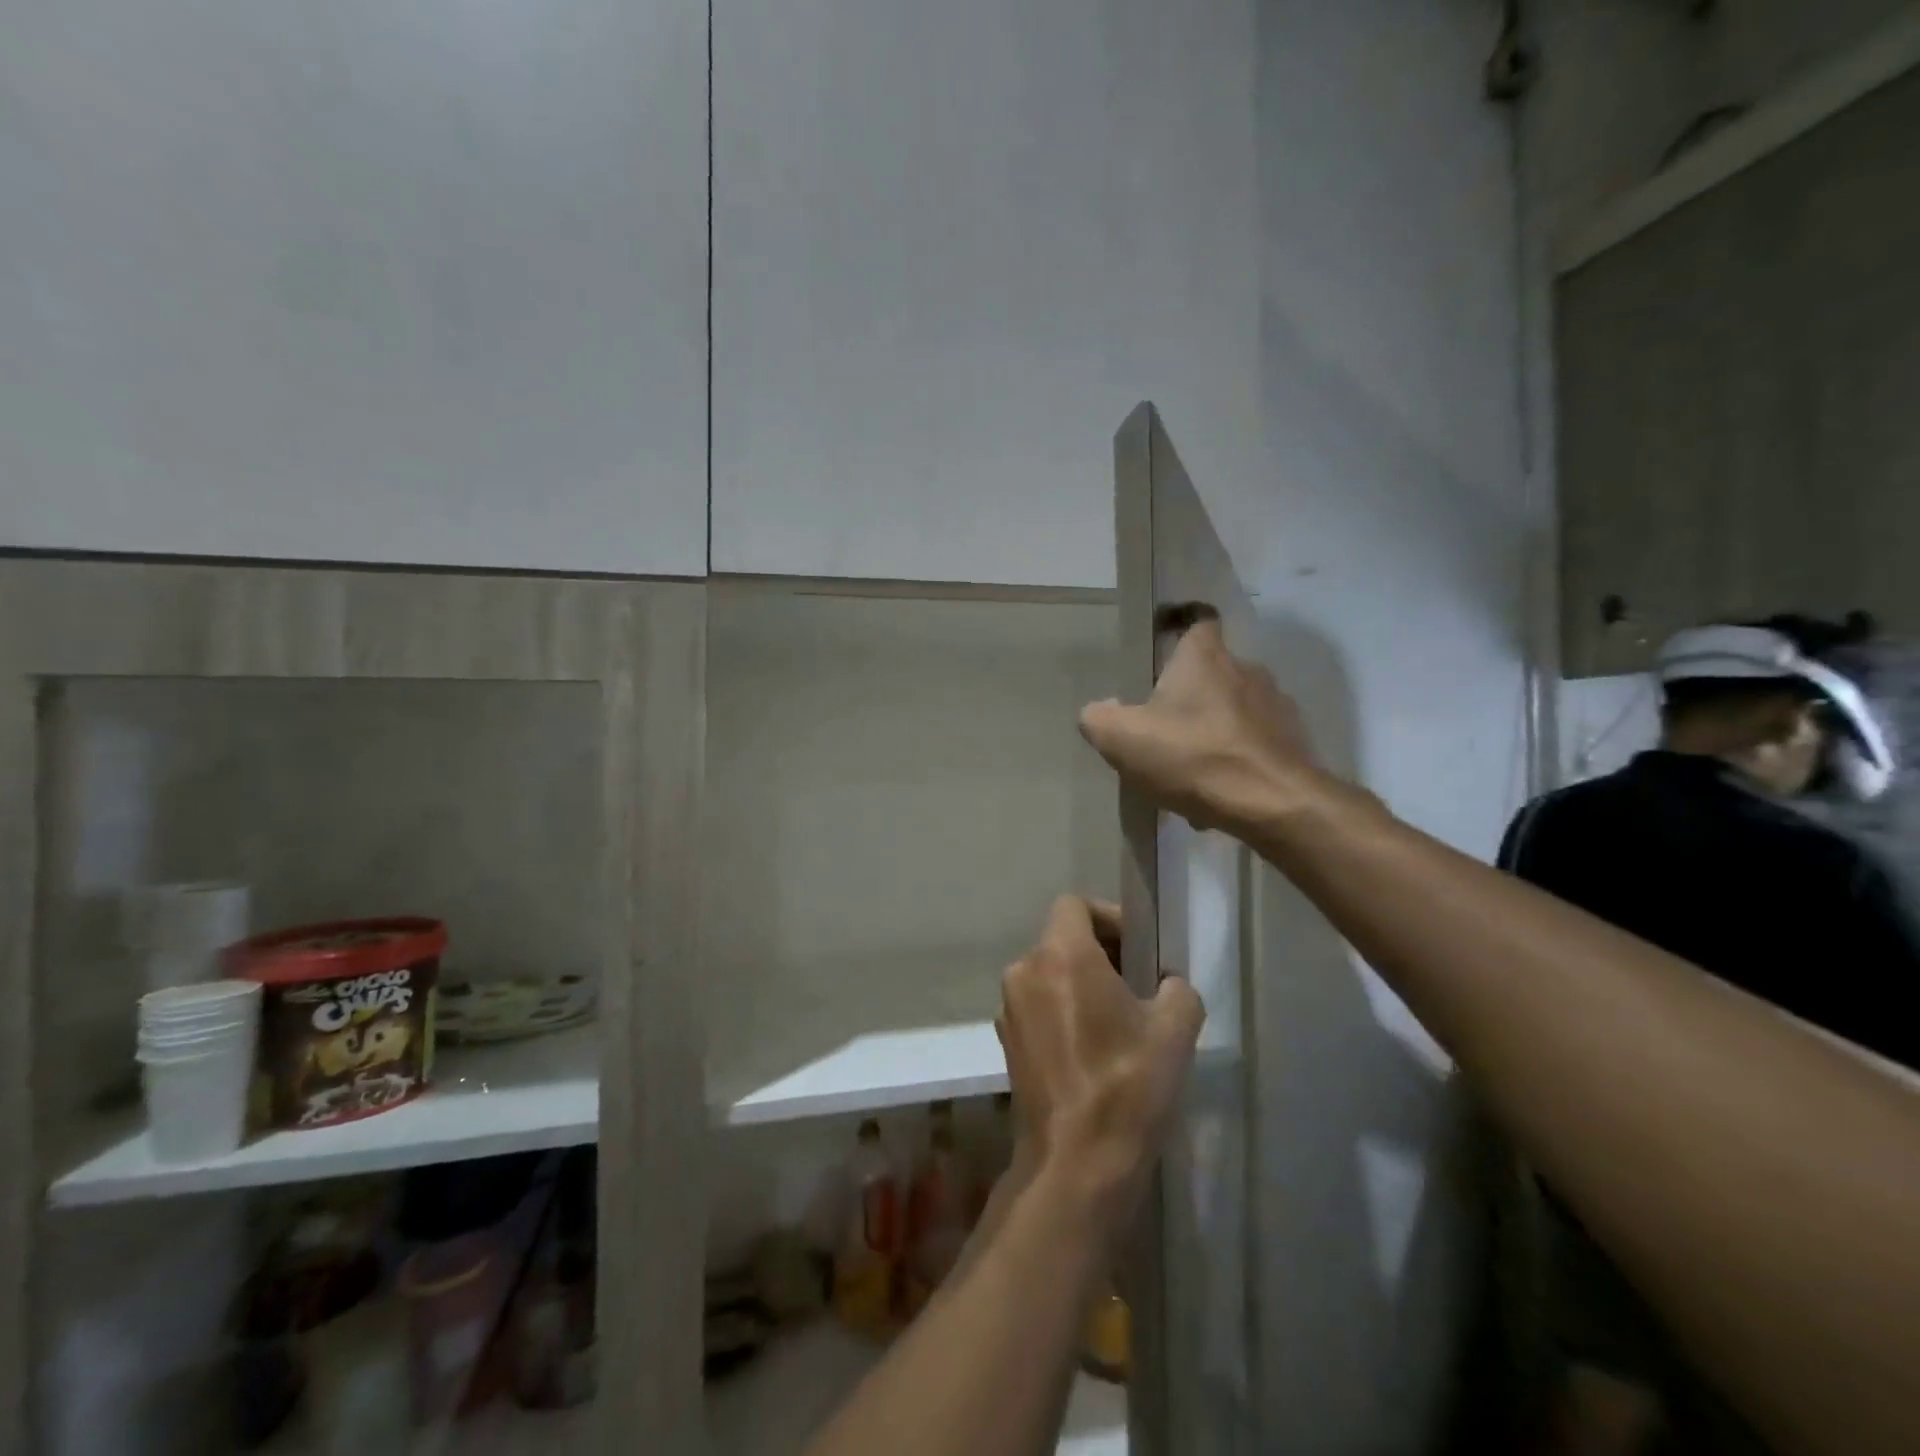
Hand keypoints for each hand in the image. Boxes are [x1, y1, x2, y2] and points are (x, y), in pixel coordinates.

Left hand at [995, 897, 1204, 1233]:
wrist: (1076, 1164)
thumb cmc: (1128, 1086)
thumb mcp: (1175, 1030)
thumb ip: (1176, 988)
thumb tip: (1166, 984)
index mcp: (1060, 955)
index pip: (1075, 904)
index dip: (1109, 917)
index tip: (1139, 949)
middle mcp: (1024, 970)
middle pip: (1062, 940)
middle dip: (1100, 954)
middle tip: (1138, 987)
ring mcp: (1009, 1008)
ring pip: (1049, 974)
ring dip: (1081, 985)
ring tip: (1119, 1023)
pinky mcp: (1006, 1042)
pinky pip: (1038, 1006)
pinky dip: (1062, 1012)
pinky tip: (1092, 1050)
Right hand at [1078, 619, 1318, 837]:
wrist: (1273, 804)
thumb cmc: (1193, 757)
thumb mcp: (1121, 739)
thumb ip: (1098, 718)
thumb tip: (1098, 711)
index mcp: (1204, 657)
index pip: (1198, 619)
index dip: (1180, 625)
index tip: (1163, 640)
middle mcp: (1246, 669)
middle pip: (1212, 670)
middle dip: (1188, 693)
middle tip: (1161, 723)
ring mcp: (1276, 706)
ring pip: (1233, 709)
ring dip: (1212, 729)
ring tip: (1188, 766)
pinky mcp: (1294, 742)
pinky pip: (1253, 743)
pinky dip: (1234, 759)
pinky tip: (1216, 791)